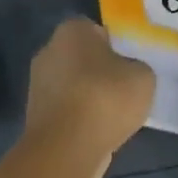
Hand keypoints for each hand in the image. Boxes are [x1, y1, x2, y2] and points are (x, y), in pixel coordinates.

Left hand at [24, 18, 154, 177]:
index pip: (94, 30)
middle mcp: (48, 50)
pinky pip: (65, 109)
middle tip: (123, 89)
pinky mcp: (34, 113)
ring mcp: (37, 83)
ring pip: (72, 84)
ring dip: (88, 96)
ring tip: (113, 115)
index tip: (129, 64)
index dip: (114, 45)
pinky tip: (96, 132)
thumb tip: (127, 72)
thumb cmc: (105, 98)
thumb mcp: (143, 77)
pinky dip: (78, 118)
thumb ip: (136, 67)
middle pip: (80, 57)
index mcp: (71, 30)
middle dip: (99, 71)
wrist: (66, 147)